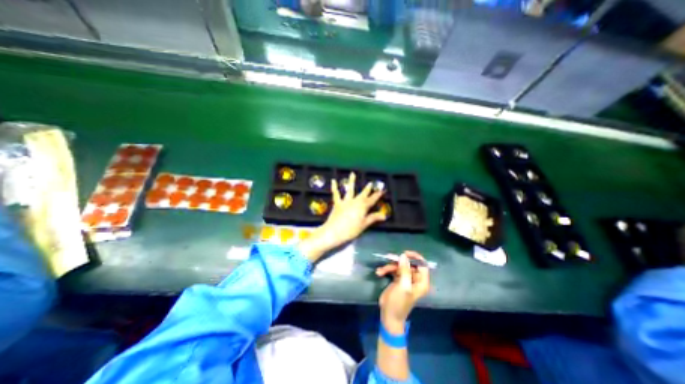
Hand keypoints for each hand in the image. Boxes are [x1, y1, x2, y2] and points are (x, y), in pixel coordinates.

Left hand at [299, 172, 386, 261]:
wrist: (334, 231)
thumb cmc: (351, 230)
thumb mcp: (364, 225)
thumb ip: (373, 218)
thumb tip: (384, 215)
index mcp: (363, 207)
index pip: (372, 199)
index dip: (377, 195)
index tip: (382, 190)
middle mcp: (355, 201)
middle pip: (363, 194)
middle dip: (367, 189)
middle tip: (370, 183)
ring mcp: (345, 201)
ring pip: (350, 190)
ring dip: (351, 182)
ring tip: (352, 174)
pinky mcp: (337, 203)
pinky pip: (336, 194)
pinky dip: (334, 187)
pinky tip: (333, 181)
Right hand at [377, 252, 428, 332]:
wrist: (389, 315)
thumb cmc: (399, 302)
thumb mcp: (403, 286)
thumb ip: (404, 270)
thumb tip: (404, 256)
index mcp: (421, 281)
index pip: (422, 265)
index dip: (415, 257)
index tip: (404, 253)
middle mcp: (415, 279)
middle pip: (409, 263)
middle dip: (398, 261)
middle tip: (389, 258)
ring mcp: (406, 279)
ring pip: (399, 266)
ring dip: (389, 267)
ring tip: (381, 271)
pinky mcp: (397, 279)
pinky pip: (393, 270)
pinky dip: (386, 270)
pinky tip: (379, 273)